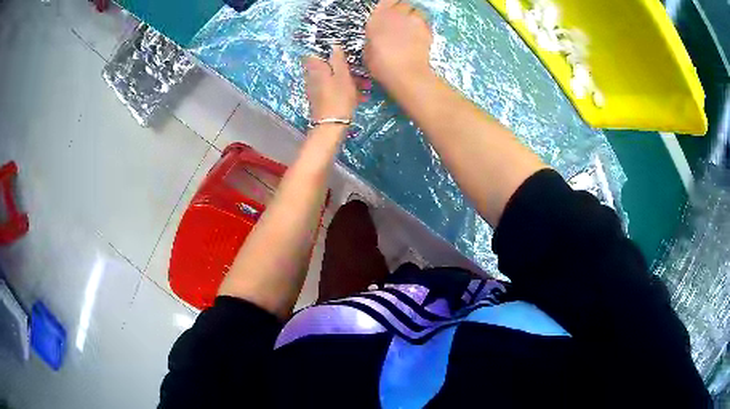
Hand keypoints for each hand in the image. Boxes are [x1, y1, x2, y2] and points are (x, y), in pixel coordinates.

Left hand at [303, 46, 368, 123]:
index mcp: (316, 68)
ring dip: (348, 79)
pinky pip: (334, 89)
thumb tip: (334, 45)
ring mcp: (316, 89)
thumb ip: (338, 59)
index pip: (314, 52)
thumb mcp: (342, 76)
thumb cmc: (338, 98)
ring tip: (366, 85)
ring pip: (333, 77)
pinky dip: (346, 90)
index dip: (325, 49)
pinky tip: (361, 96)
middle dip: (343, 66)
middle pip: (327, 65)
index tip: (340, 49)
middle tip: (360, 69)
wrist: (331, 126)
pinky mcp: (322, 99)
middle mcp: (313, 77)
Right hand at [364, 0, 432, 87]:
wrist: (405, 72)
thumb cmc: (381, 64)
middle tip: (402, 21)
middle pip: (404, 4)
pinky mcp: (427, 29)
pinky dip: (423, 28)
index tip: (391, 11)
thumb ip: (374, 38)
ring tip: (412, 29)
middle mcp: (396, 14)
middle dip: (403, 10)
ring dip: (414, 17)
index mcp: (378, 17)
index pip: (387, 1)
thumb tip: (378, 38)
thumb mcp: (368, 50)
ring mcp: (413, 20)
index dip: (391, 5)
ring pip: (417, 11)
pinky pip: (425, 24)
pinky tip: (419, 38)